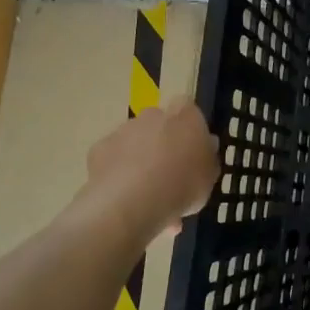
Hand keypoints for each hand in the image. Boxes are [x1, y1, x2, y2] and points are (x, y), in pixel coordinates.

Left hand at [81, 99, 220, 238]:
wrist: (131, 202)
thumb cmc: (182, 185)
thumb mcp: (209, 178)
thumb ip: (207, 159)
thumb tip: (205, 147)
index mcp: (185, 116)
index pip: (188, 107)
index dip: (189, 127)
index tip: (191, 150)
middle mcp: (153, 115)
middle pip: (159, 124)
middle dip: (162, 144)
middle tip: (168, 176)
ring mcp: (123, 130)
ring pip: (135, 143)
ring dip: (140, 161)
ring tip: (146, 197)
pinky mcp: (99, 149)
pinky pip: (113, 159)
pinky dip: (118, 173)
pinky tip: (124, 199)